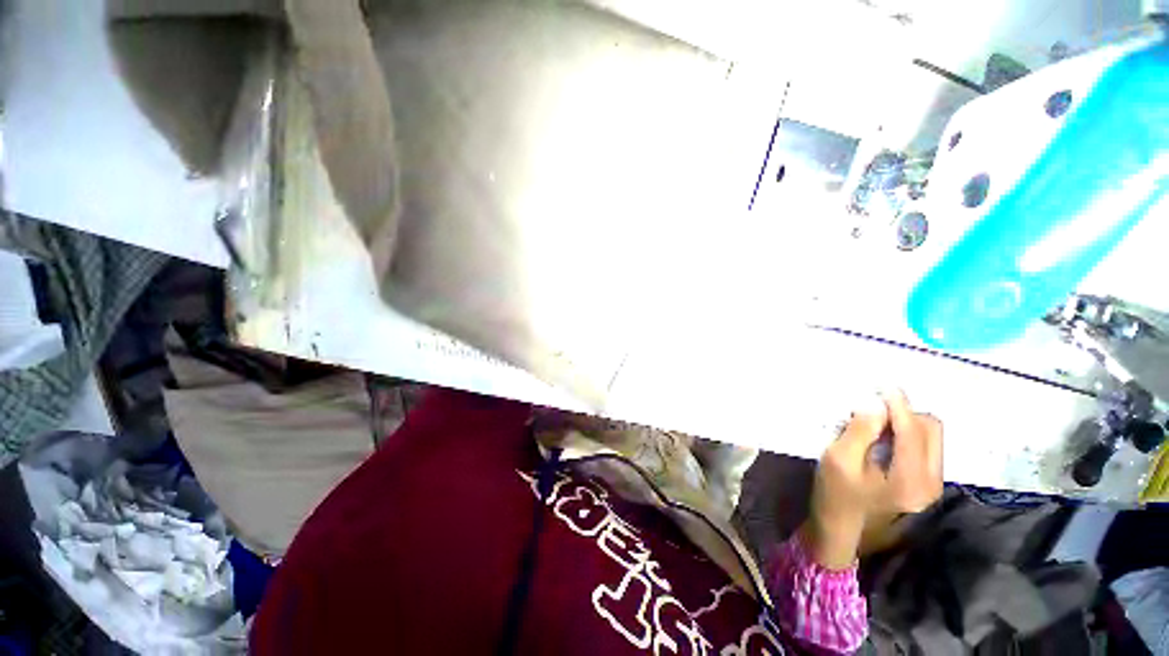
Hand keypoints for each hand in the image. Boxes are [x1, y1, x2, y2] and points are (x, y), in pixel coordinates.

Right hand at [801, 390, 942, 569]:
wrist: (841, 526)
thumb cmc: (835, 493)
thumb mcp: (838, 460)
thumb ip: (859, 431)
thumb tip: (875, 406)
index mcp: (910, 480)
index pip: (913, 432)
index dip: (899, 405)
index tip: (884, 385)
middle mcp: (931, 482)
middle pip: (931, 430)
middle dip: (905, 412)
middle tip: (875, 406)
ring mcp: (932, 484)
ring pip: (931, 436)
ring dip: (907, 421)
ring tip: (877, 420)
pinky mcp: (926, 483)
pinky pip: (925, 446)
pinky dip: (907, 433)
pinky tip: (884, 435)